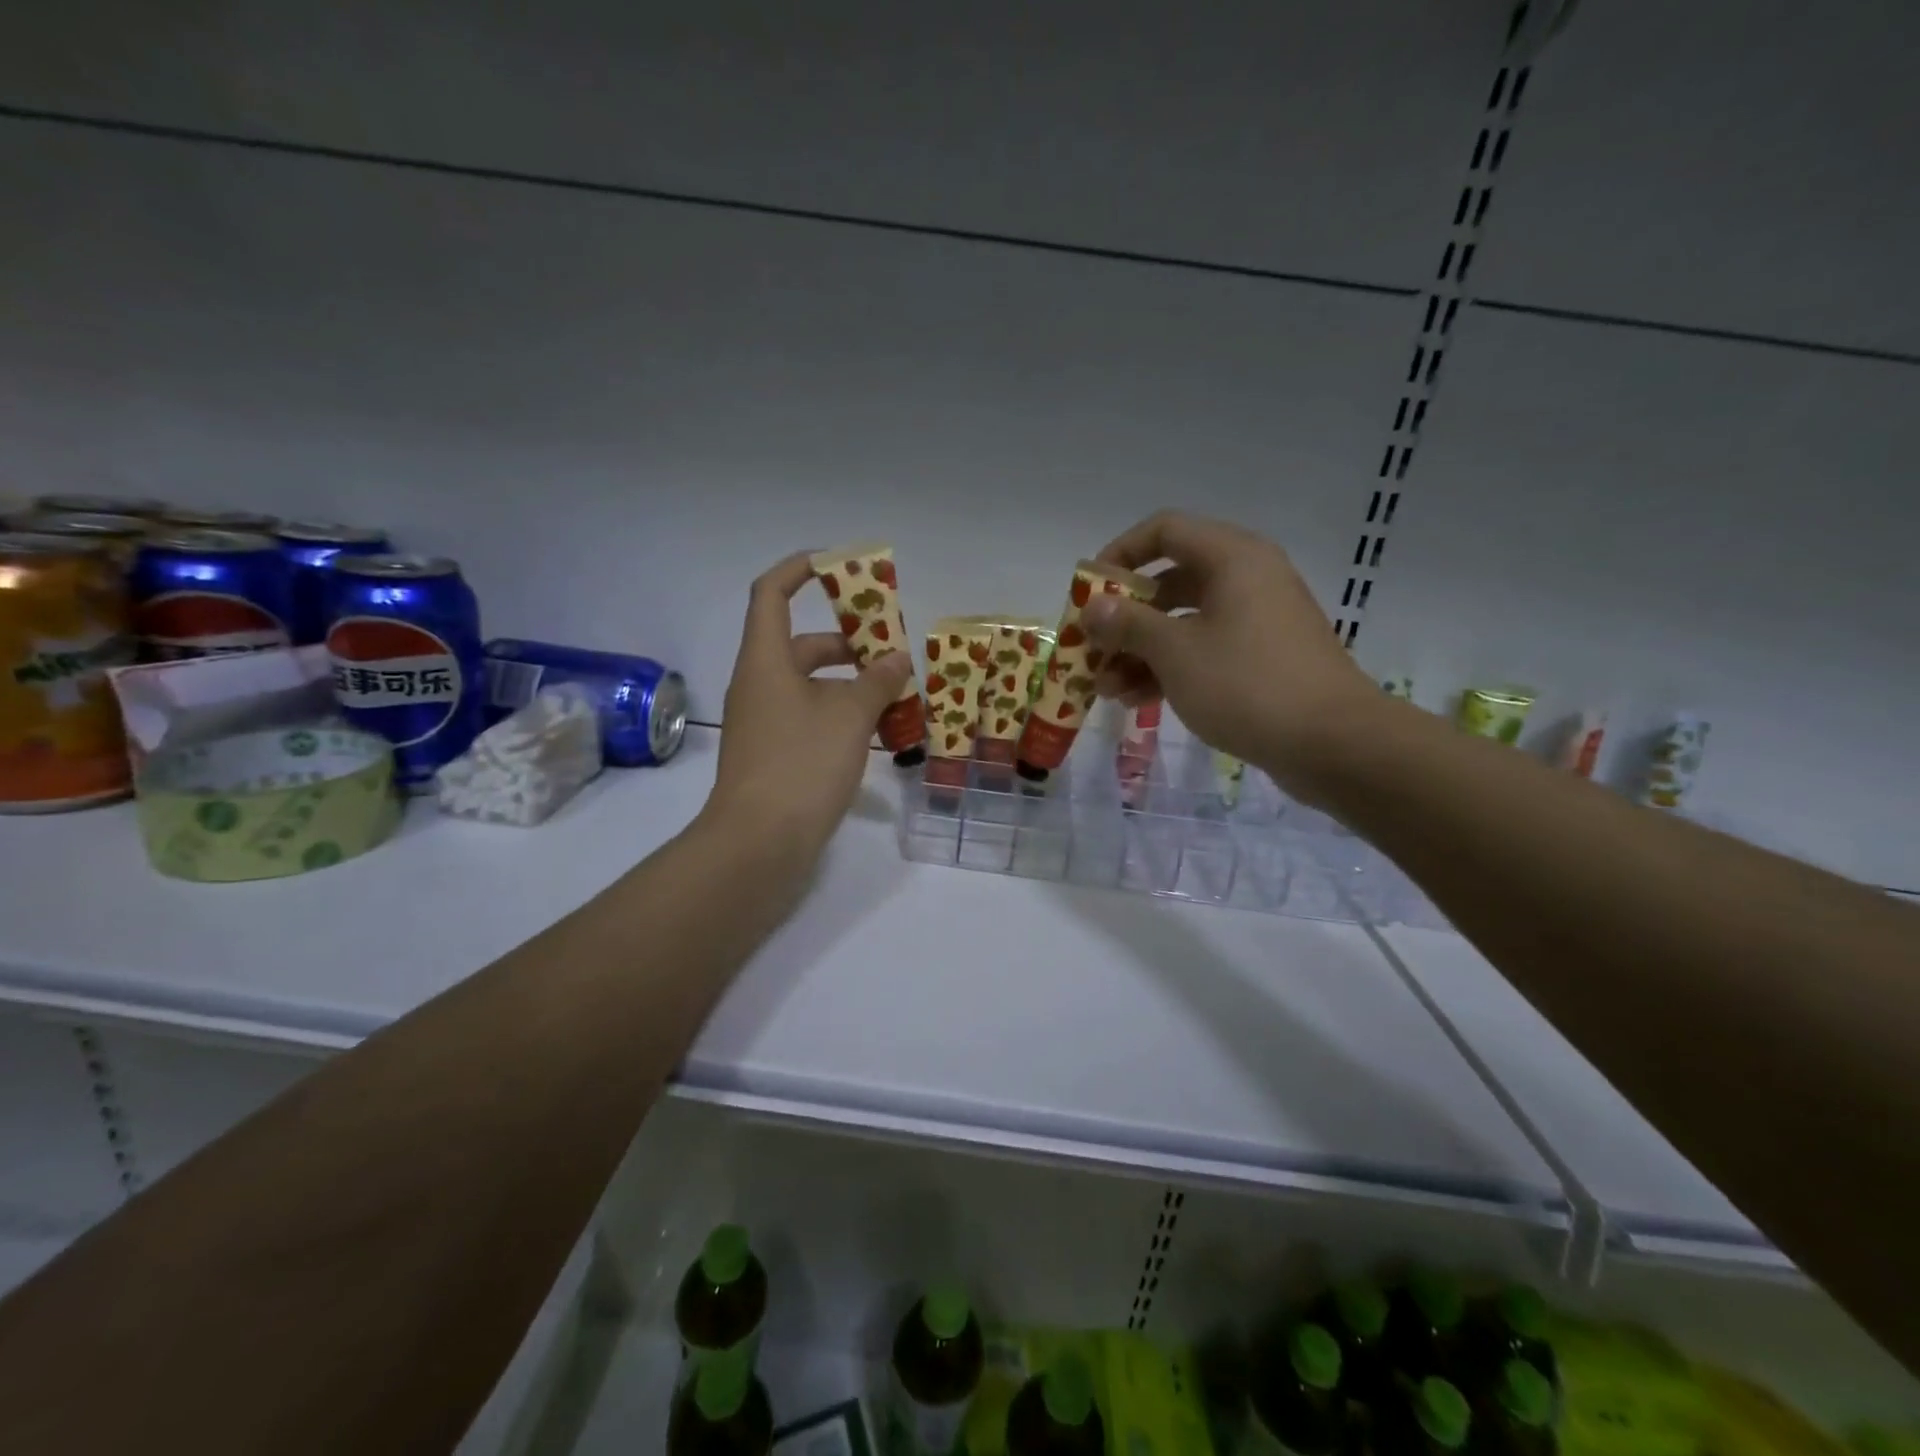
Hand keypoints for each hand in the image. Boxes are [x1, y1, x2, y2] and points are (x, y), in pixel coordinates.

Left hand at [703, 551, 912, 858]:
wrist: (758, 844)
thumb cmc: (801, 765)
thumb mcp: (850, 717)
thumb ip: (877, 681)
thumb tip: (896, 659)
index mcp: (766, 660)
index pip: (771, 593)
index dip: (800, 569)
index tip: (837, 564)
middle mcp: (759, 684)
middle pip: (801, 644)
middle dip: (847, 641)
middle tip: (891, 651)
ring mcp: (763, 721)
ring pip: (809, 684)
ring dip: (849, 682)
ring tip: (895, 695)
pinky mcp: (773, 753)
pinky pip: (808, 716)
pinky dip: (839, 713)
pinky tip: (875, 731)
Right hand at [1083, 511, 1379, 797]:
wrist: (1333, 744)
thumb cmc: (1247, 684)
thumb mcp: (1175, 652)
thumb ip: (1128, 624)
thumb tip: (1093, 607)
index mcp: (1232, 558)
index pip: (1164, 531)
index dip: (1120, 554)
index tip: (1090, 591)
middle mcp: (1247, 579)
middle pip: (1169, 582)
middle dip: (1125, 618)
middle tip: (1092, 649)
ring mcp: (1257, 621)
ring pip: (1184, 622)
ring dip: (1141, 652)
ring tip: (1107, 690)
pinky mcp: (1262, 659)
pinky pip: (1205, 650)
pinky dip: (1170, 669)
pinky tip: (1138, 701)